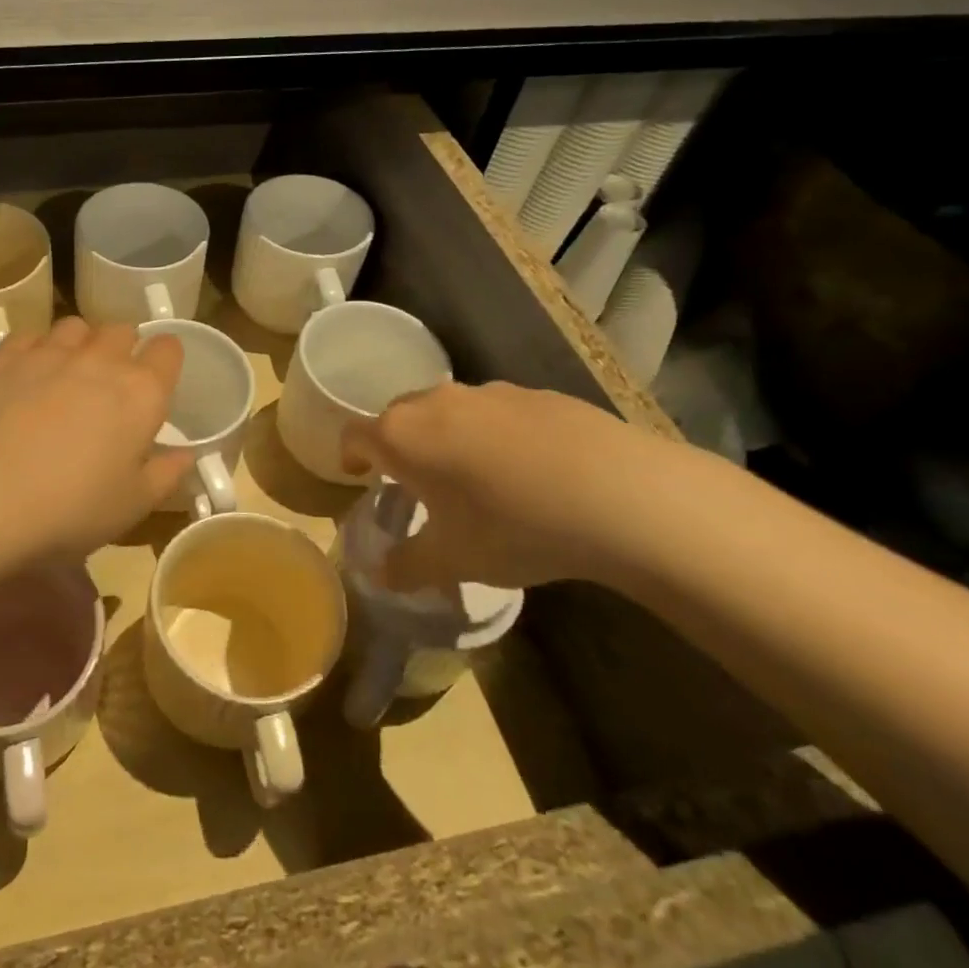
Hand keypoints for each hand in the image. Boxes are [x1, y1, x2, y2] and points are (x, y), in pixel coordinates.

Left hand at [0, 318, 192, 565]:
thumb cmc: (72, 510)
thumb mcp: (132, 505)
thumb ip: (165, 474)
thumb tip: (184, 455)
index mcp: (141, 393)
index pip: (168, 349)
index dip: (165, 360)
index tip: (157, 381)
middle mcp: (100, 360)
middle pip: (121, 330)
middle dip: (123, 348)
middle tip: (111, 384)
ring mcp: (49, 353)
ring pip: (75, 326)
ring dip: (80, 343)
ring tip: (67, 374)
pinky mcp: (4, 357)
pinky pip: (29, 335)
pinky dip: (35, 348)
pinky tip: (26, 375)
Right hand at [340, 381, 704, 592]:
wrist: (619, 494)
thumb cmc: (512, 526)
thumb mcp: (453, 561)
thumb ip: (406, 567)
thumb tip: (379, 575)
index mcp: (402, 436)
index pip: (355, 434)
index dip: (349, 455)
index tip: (358, 475)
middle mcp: (436, 402)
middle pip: (398, 416)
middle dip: (397, 445)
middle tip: (413, 481)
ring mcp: (489, 392)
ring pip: (449, 410)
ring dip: (446, 436)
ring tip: (473, 476)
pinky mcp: (537, 394)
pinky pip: (496, 412)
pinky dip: (494, 433)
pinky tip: (527, 470)